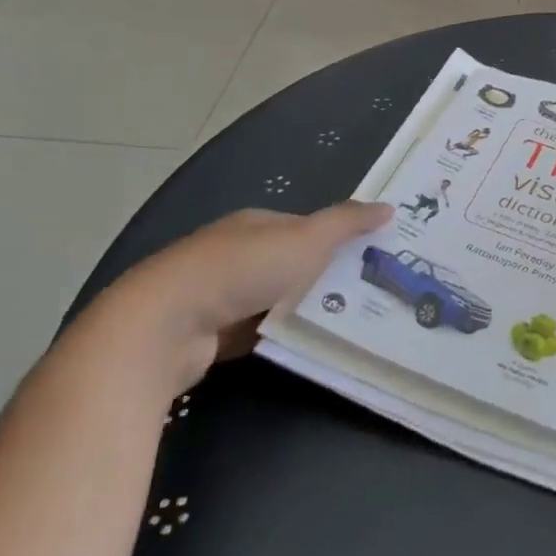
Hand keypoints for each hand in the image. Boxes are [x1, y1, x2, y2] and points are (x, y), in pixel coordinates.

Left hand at [91, 200, 392, 393]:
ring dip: (300, 310)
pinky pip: (255, 334)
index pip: (305, 227)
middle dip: (322, 278)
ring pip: (274, 301)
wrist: (166, 326)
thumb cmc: (243, 269)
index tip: (369, 258)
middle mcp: (235, 254)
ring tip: (345, 325)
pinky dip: (276, 339)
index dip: (337, 239)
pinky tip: (302, 348)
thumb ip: (348, 222)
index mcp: (256, 224)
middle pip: (290, 264)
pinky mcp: (207, 336)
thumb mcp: (307, 239)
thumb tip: (389, 207)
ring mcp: (218, 296)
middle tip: (367, 296)